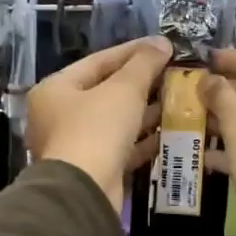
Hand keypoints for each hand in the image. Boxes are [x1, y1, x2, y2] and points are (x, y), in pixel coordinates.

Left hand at [28, 37, 172, 210]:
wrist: (84, 192)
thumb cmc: (96, 130)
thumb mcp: (123, 89)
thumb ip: (144, 64)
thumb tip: (162, 43)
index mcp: (56, 89)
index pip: (98, 61)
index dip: (133, 51)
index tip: (163, 46)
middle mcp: (59, 115)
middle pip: (106, 91)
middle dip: (142, 83)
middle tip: (175, 73)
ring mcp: (76, 144)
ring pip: (116, 121)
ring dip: (146, 111)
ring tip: (179, 99)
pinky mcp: (94, 168)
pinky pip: (122, 147)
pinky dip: (144, 139)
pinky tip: (171, 131)